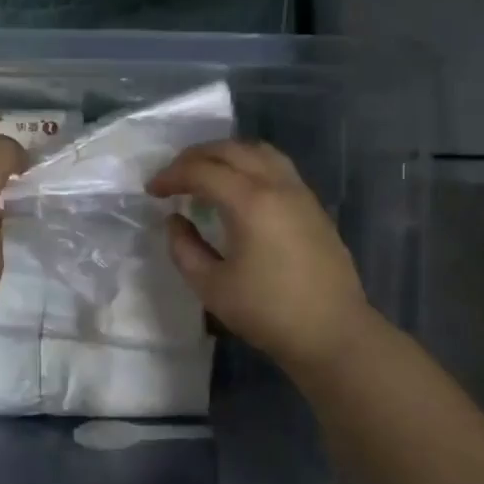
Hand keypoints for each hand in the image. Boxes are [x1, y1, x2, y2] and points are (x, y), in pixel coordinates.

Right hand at [147, 140, 371, 372]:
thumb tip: (175, 221)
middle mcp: (277, 185)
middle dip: (195, 157)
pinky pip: (276, 167)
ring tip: (205, 174)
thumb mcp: (211, 287)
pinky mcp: (313, 206)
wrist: (332, 332)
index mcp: (250, 202)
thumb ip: (184, 249)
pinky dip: (248, 165)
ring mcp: (300, 192)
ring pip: (258, 151)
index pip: (202, 171)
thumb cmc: (268, 312)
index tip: (151, 191)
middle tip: (172, 177)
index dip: (171, 176)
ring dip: (225, 155)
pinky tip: (238, 190)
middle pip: (231, 150)